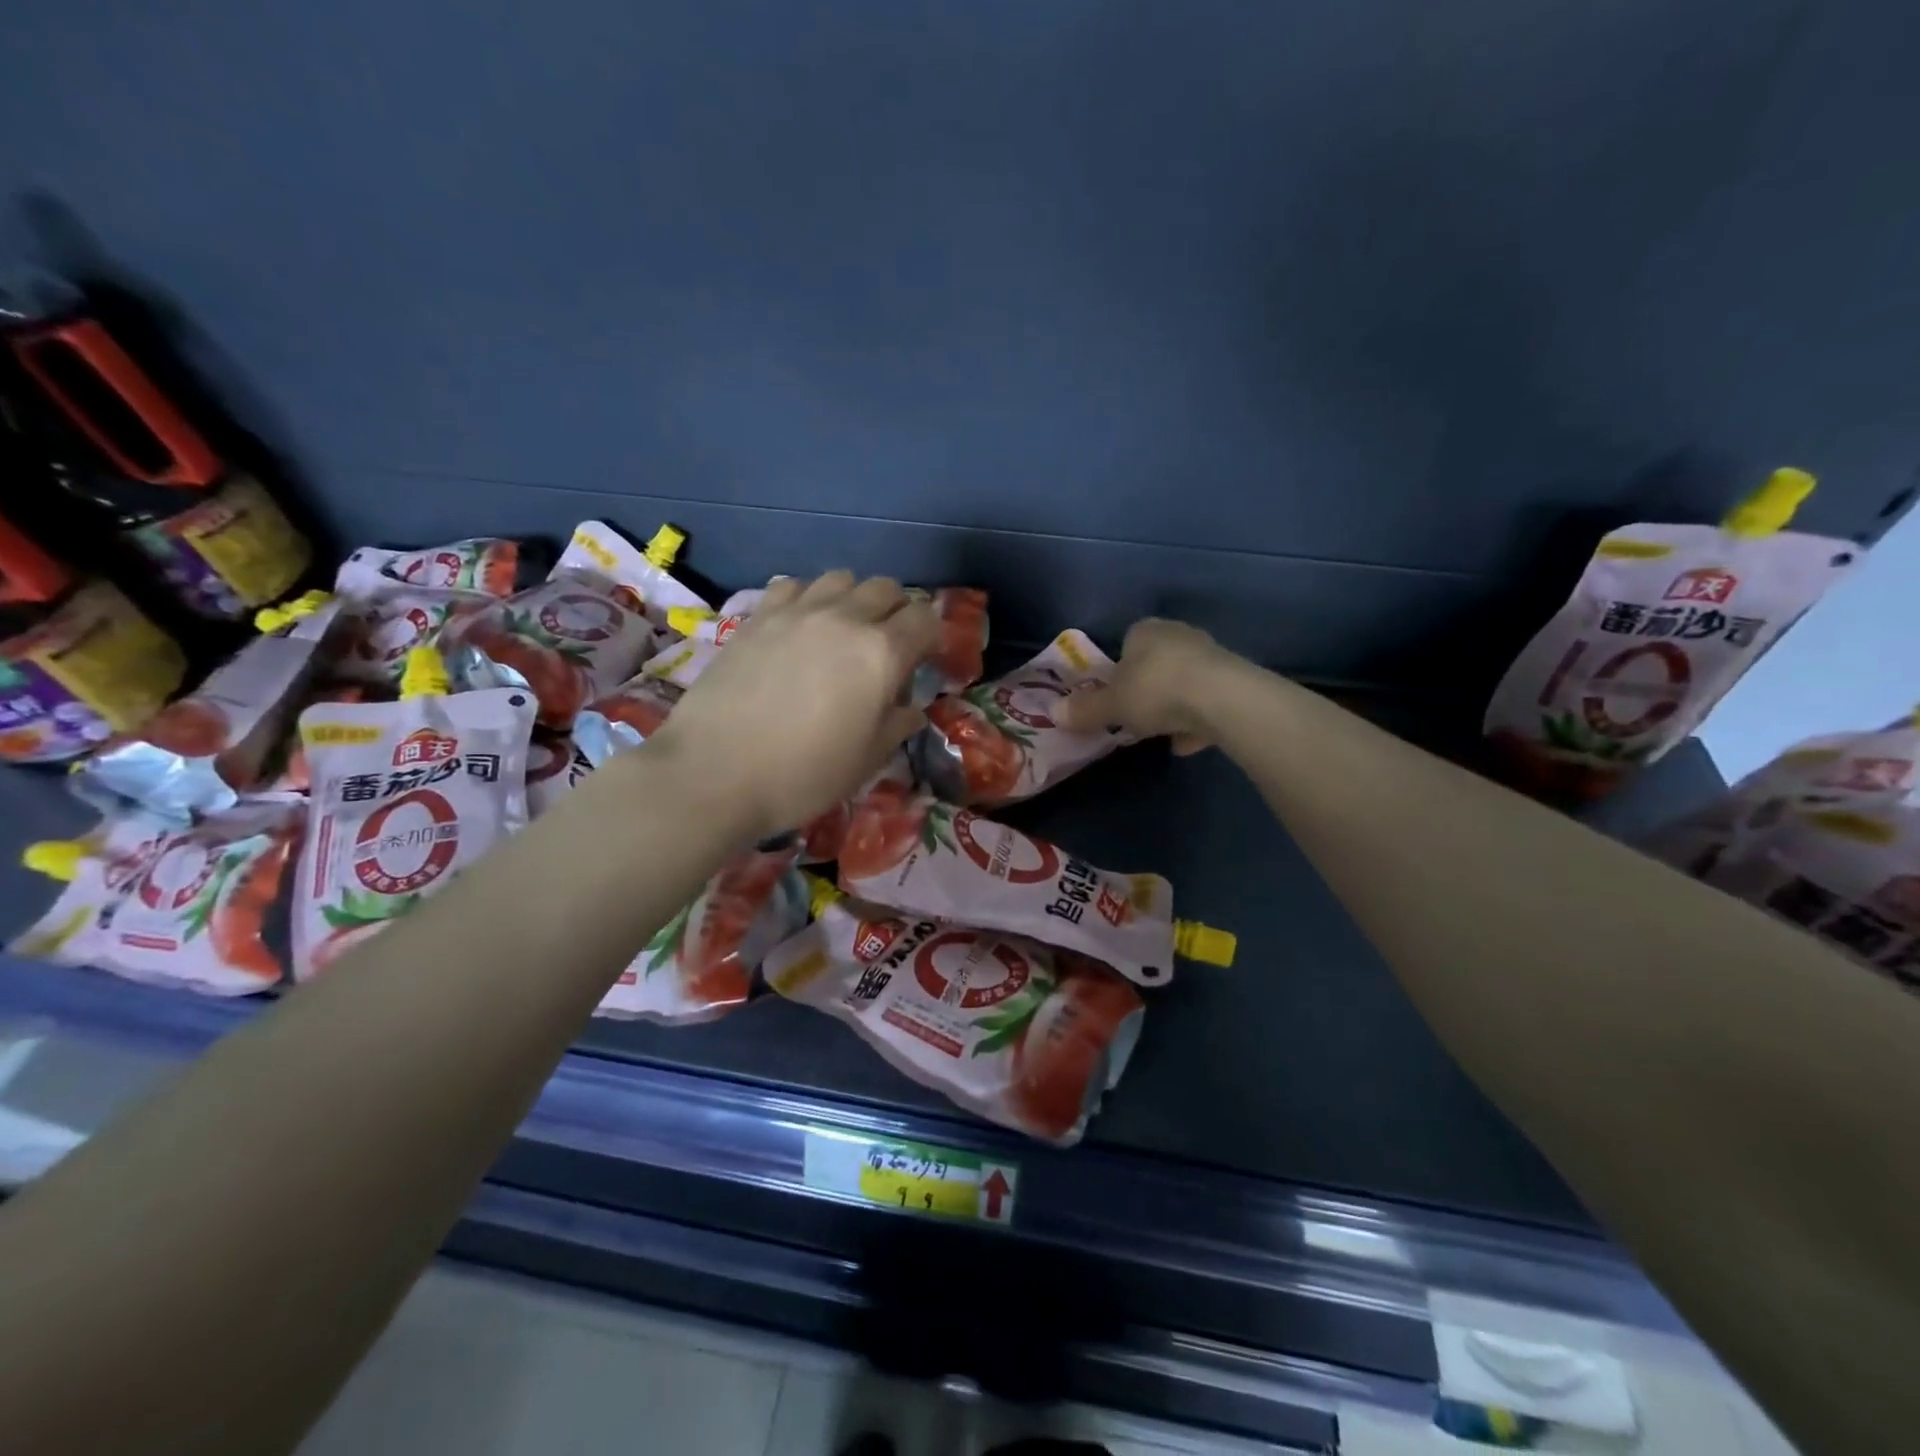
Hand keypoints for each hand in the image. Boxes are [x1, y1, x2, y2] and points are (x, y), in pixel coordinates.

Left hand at [646, 573, 940, 840]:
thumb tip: (911, 709)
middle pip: (886, 588)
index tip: (927, 658)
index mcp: (882, 653)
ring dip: (854, 598)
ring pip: (841, 578)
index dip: (933, 636)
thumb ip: (897, 725)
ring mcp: (797, 612)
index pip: (925, 620)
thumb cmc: (803, 774)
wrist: (715, 772)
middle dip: (898, 611)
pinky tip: (800, 626)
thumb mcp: (866, 760)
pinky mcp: (758, 616)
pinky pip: (794, 585)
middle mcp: (845, 619)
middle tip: (890, 644)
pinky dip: (808, 597)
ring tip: (845, 630)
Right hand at [1058, 617, 1242, 754]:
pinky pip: (1207, 702)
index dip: (1118, 668)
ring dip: (1174, 706)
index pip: (1128, 641)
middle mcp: (1179, 635)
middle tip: (1135, 714)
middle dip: (1147, 687)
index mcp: (1145, 630)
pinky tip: (1187, 744)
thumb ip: (1084, 709)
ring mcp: (1211, 656)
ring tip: (1162, 734)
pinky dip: (1196, 721)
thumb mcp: (1110, 705)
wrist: (1221, 699)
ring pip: (1184, 682)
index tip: (1114, 693)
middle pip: (1157, 662)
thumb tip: (1054, 713)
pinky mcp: (1234, 681)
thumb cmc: (1155, 690)